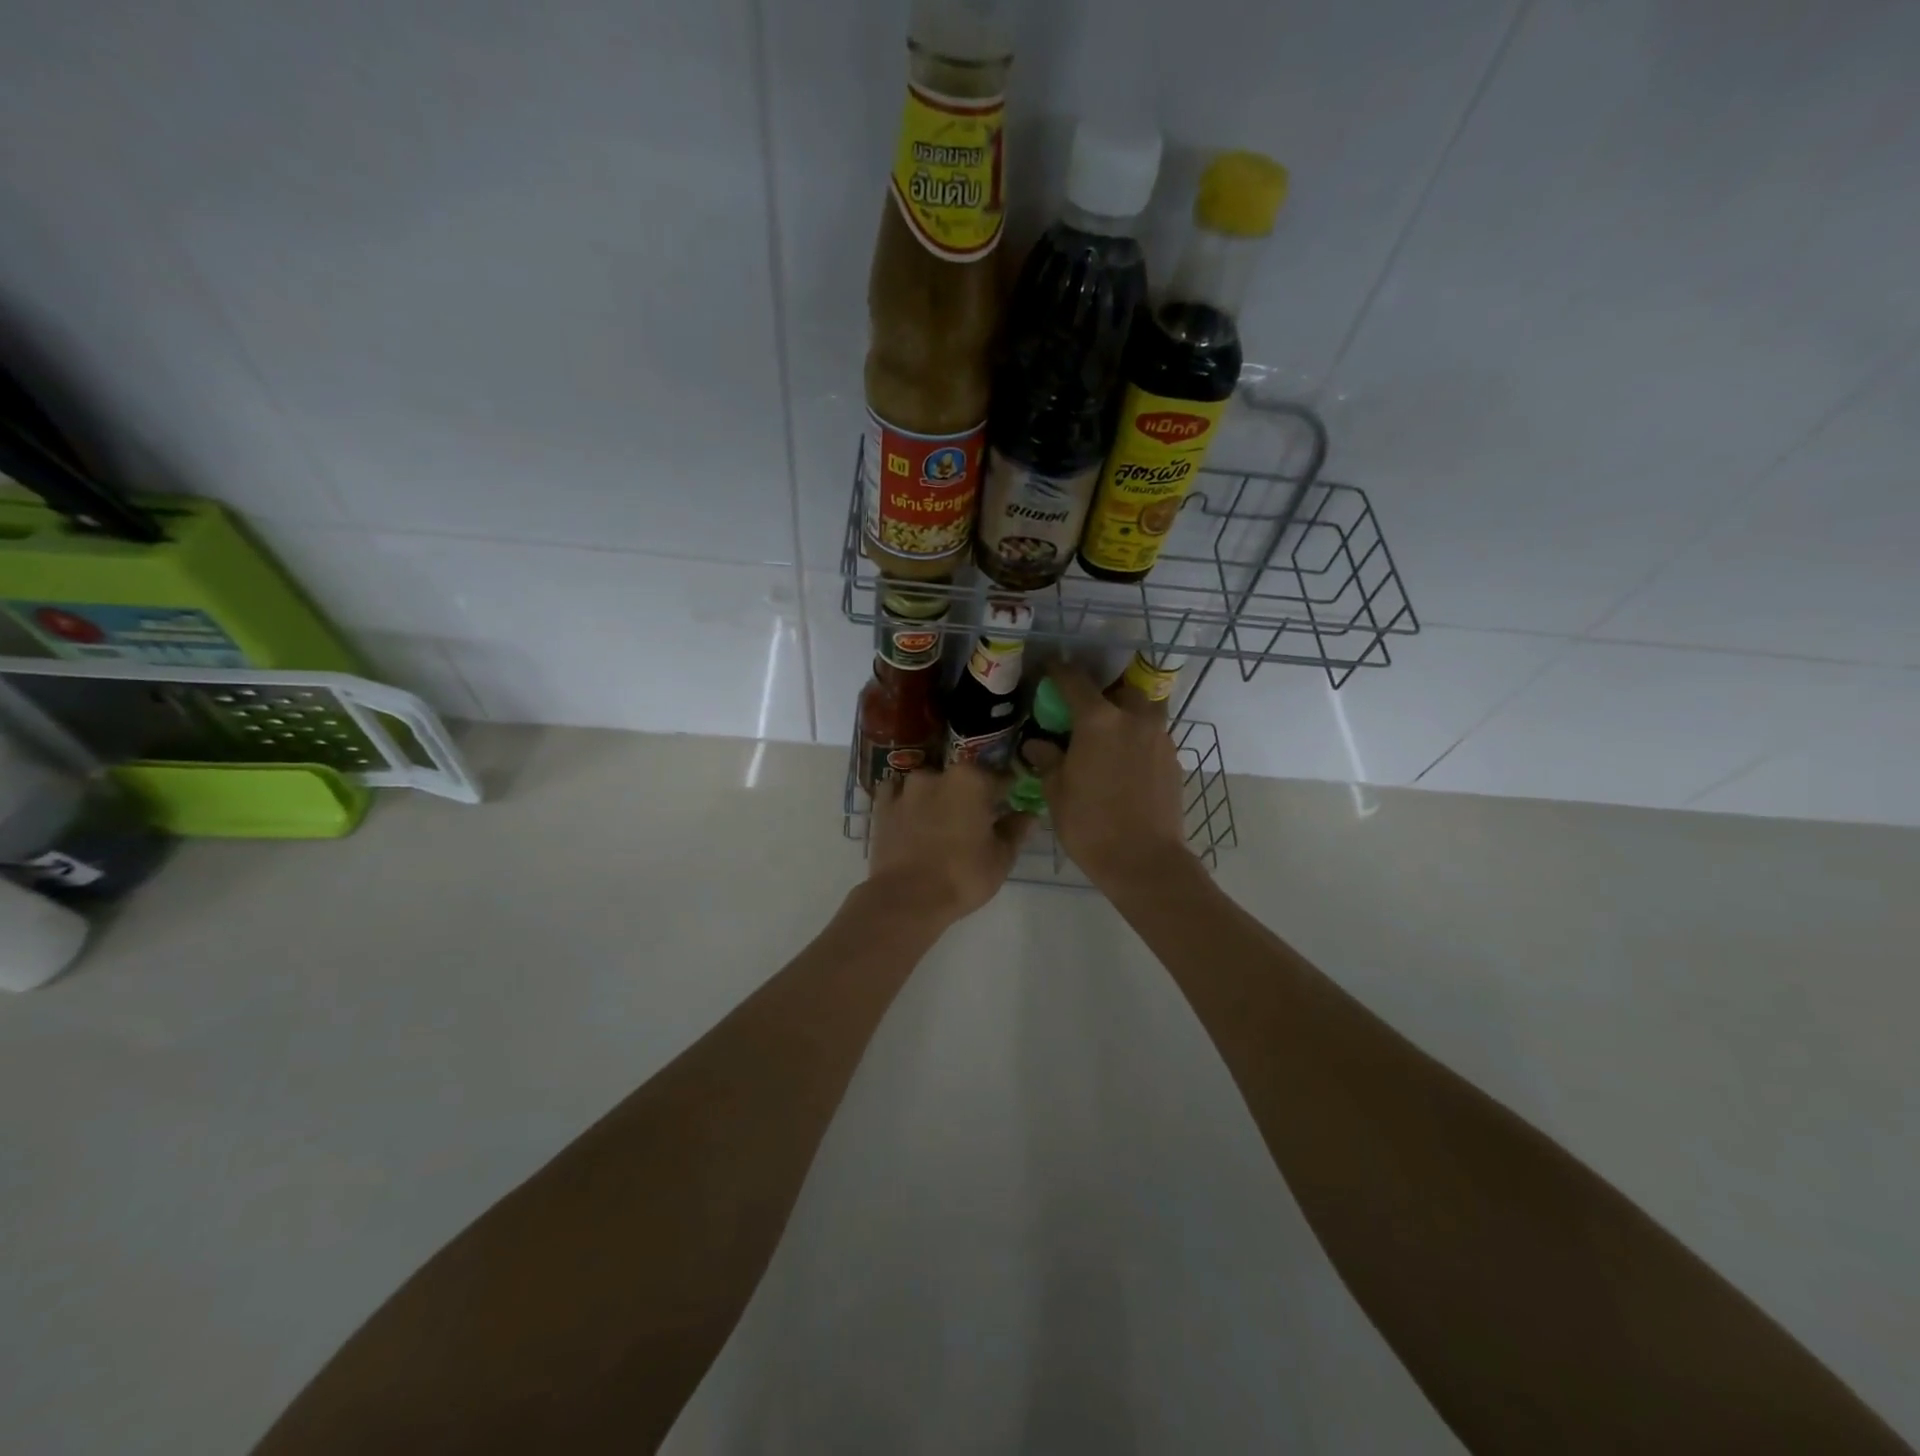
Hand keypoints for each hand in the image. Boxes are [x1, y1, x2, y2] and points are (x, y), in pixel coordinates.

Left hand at [865, 764, 1030, 927]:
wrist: (906, 899)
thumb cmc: (962, 876)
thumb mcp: (1001, 857)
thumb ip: (1016, 830)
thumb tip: (1028, 814)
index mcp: (971, 779)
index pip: (1000, 777)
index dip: (1007, 792)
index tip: (1010, 805)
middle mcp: (937, 774)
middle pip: (962, 780)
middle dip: (970, 795)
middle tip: (975, 822)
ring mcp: (905, 788)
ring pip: (929, 785)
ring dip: (937, 797)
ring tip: (940, 824)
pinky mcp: (881, 806)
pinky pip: (898, 795)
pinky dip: (907, 802)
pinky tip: (911, 819)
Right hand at [1038, 667, 1193, 890]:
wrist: (1144, 861)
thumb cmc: (1091, 825)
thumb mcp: (1057, 792)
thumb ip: (1048, 760)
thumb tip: (1037, 744)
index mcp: (1099, 720)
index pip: (1075, 681)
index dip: (1058, 671)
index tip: (1049, 668)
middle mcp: (1134, 719)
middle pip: (1122, 689)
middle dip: (1106, 692)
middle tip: (1088, 709)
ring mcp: (1159, 738)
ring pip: (1144, 711)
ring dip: (1128, 715)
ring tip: (1110, 737)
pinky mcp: (1174, 760)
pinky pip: (1153, 737)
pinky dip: (1139, 740)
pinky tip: (1125, 764)